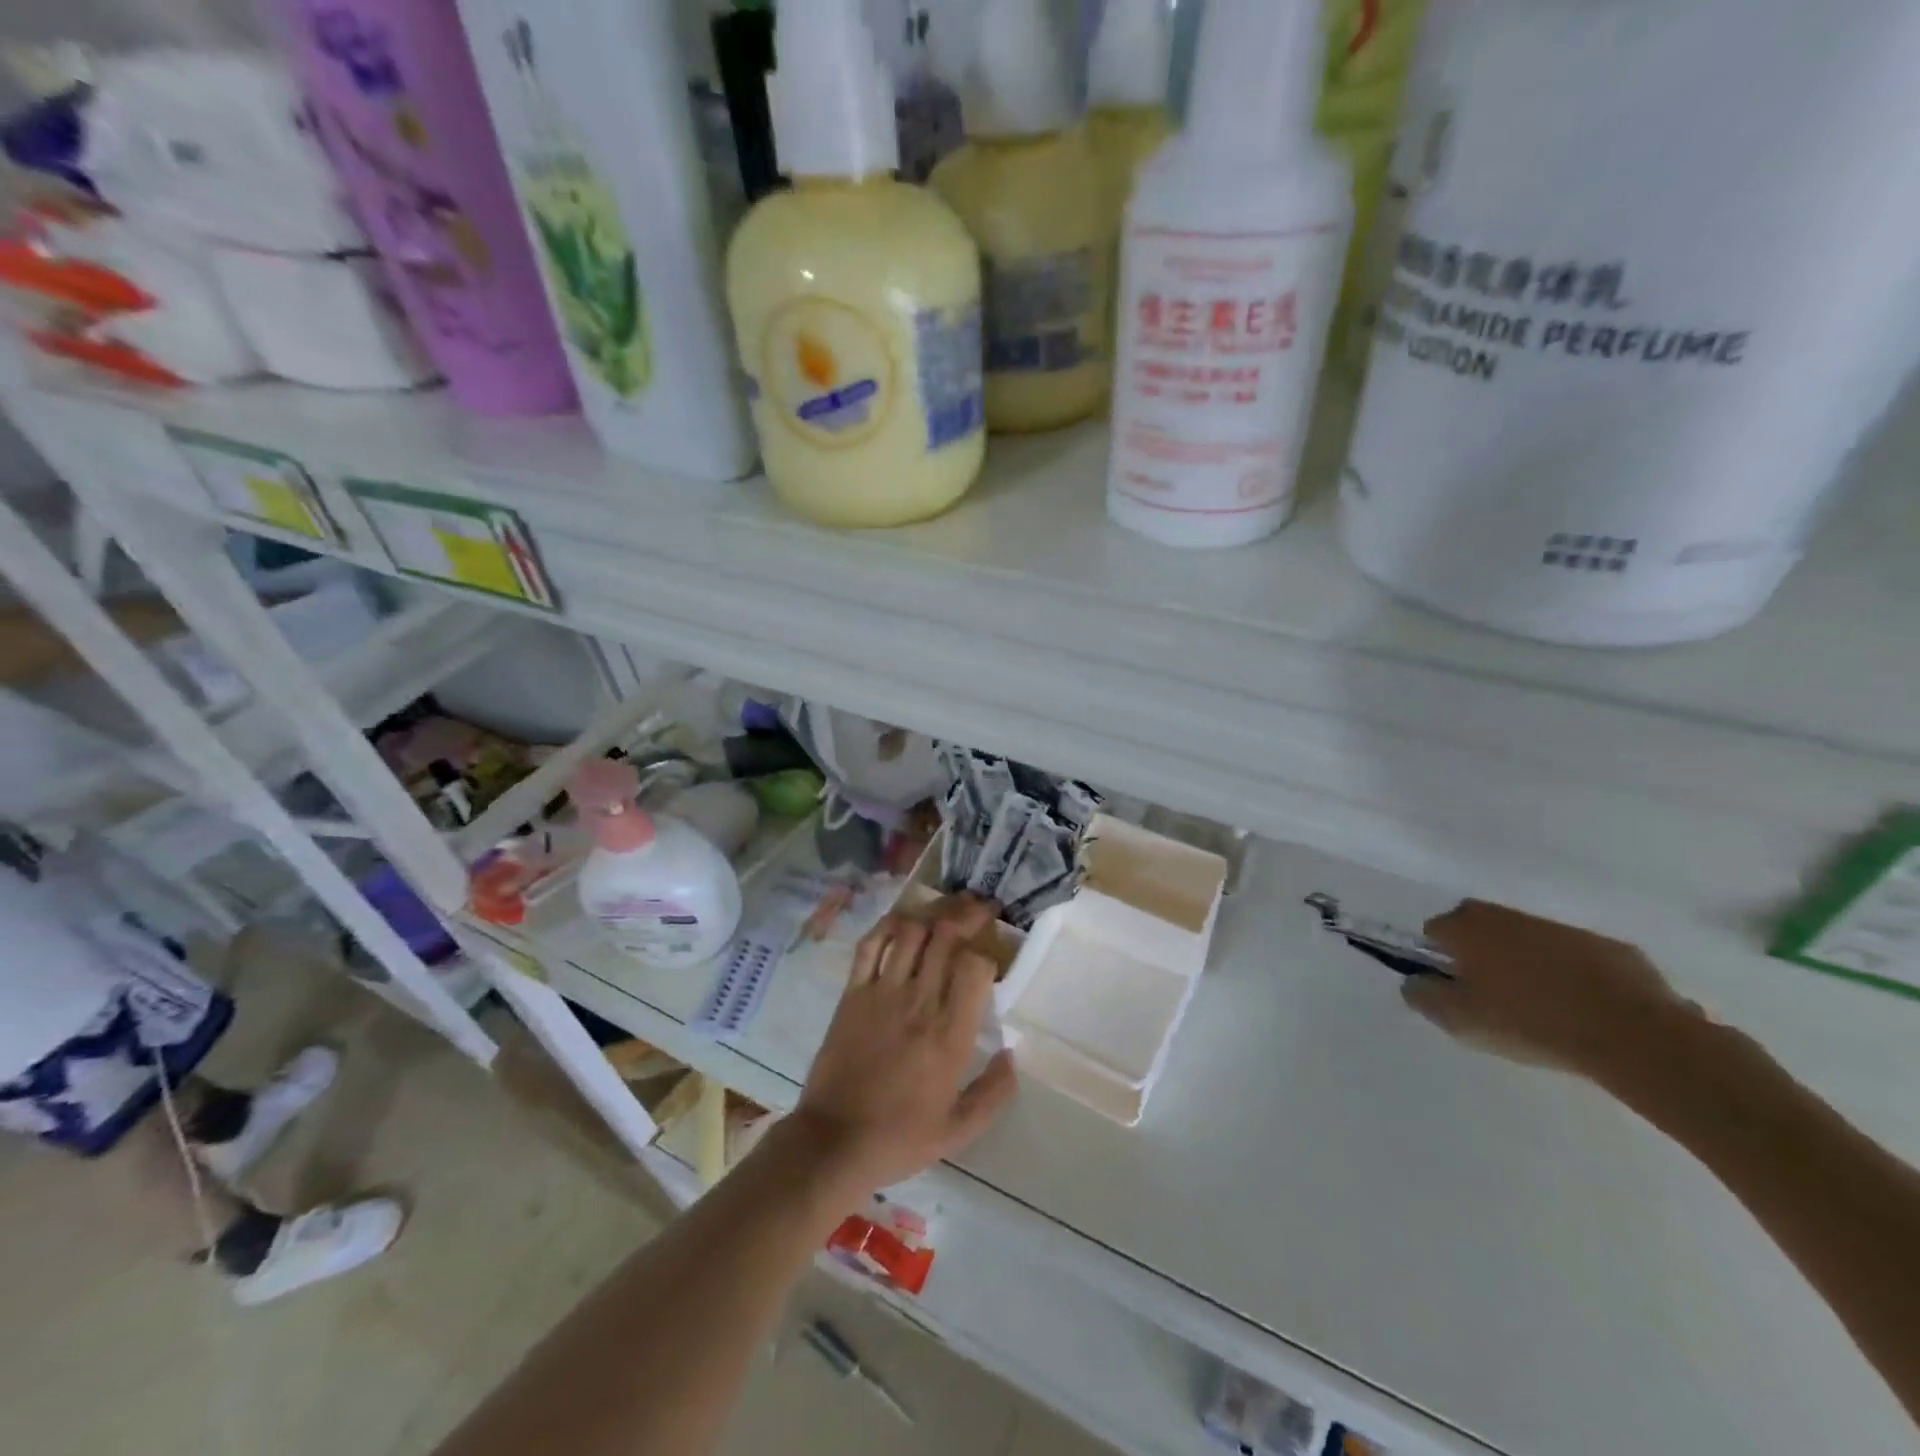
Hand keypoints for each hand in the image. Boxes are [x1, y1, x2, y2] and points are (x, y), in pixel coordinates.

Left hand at [789, 894, 1017, 1196]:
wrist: (834, 1142)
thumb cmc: (900, 1138)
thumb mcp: (959, 1130)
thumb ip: (994, 1092)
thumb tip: (1013, 1054)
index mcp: (950, 1034)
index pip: (976, 966)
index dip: (988, 953)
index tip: (990, 959)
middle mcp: (920, 1002)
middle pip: (946, 936)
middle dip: (967, 914)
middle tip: (979, 908)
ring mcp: (882, 992)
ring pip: (911, 931)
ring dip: (932, 913)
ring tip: (946, 910)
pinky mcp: (853, 993)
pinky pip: (871, 944)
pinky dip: (889, 925)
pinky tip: (903, 921)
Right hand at [1404, 899, 1701, 1079]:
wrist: (1633, 1034)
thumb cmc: (1529, 1021)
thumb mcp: (1459, 1019)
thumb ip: (1423, 996)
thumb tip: (1415, 982)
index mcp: (1468, 927)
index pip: (1435, 930)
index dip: (1437, 959)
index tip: (1453, 988)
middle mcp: (1509, 916)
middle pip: (1480, 929)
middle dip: (1479, 954)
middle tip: (1490, 996)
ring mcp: (1562, 930)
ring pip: (1527, 942)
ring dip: (1525, 965)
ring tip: (1540, 1010)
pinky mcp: (1609, 948)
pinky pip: (1574, 960)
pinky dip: (1570, 977)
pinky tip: (1582, 1013)